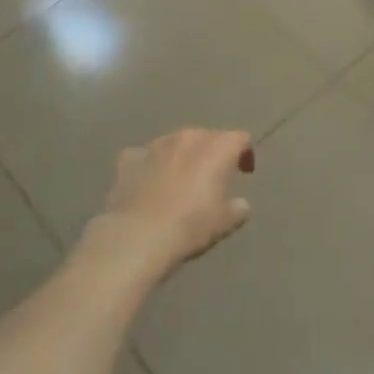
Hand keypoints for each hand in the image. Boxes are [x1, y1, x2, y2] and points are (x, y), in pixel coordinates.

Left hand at [95, 128, 256, 273]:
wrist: (138, 236)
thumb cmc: (191, 225)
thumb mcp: (226, 222)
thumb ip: (239, 207)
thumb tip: (239, 204)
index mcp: (218, 147)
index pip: (240, 138)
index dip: (245, 153)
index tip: (244, 173)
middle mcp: (188, 137)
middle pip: (207, 137)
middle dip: (212, 153)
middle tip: (212, 178)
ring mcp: (156, 145)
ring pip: (175, 143)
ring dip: (181, 157)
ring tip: (179, 181)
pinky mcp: (129, 158)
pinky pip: (144, 156)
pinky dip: (150, 166)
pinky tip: (148, 184)